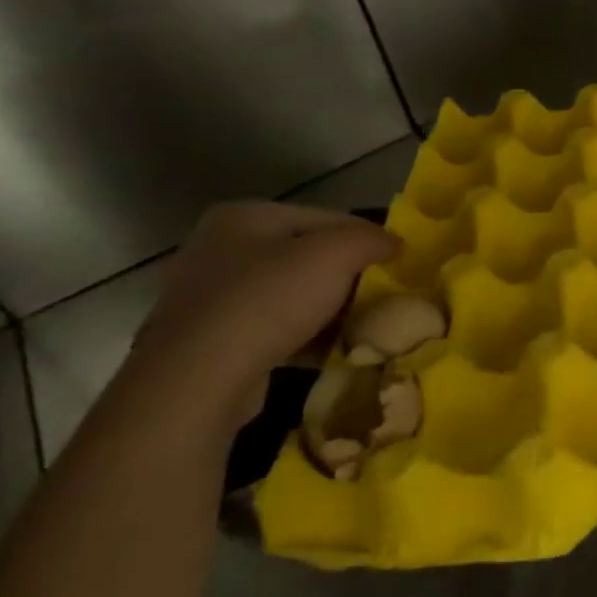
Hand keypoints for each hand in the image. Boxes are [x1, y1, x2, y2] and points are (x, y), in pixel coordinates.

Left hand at [128, 203, 397, 415]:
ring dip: (325, 309)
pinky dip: (301, 337)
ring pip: (287, 295)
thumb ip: (371, 239)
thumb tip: (395, 242)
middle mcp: (217, 249)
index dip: (366, 237)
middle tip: (381, 295)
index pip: (325, 217)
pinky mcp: (205, 343)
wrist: (199, 379)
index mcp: (243, 216)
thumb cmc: (269, 300)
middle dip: (345, 276)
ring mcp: (205, 298)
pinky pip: (269, 330)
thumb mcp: (335, 255)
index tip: (398, 262)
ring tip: (360, 325)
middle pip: (303, 256)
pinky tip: (328, 352)